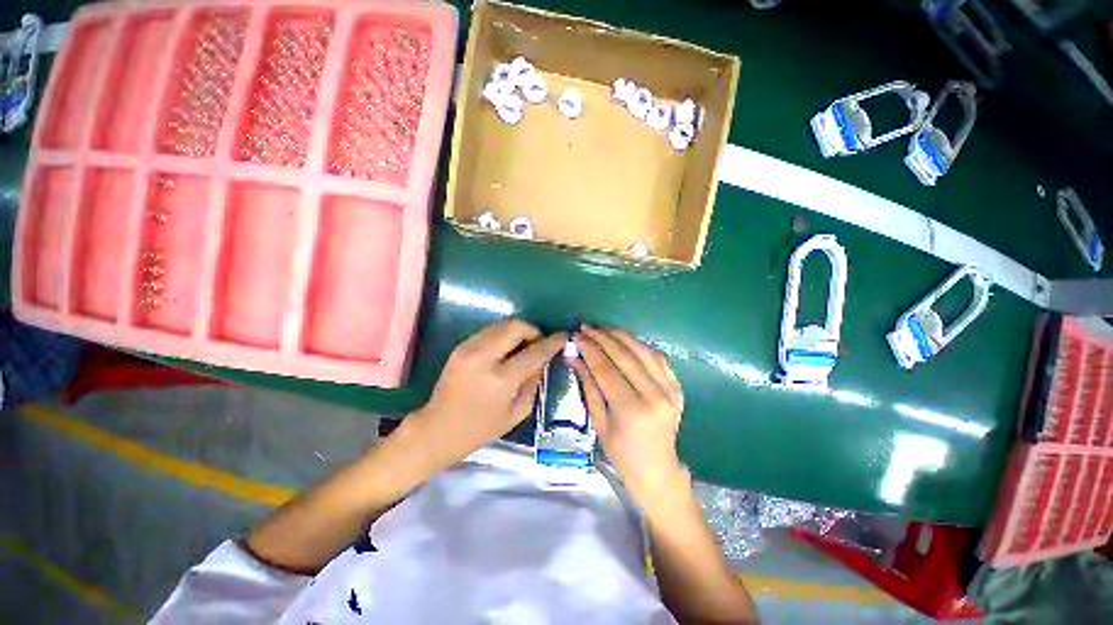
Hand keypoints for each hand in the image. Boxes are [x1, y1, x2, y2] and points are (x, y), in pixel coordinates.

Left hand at [411, 319, 566, 470]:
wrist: (437, 430)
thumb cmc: (480, 429)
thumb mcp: (517, 412)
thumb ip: (534, 382)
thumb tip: (543, 360)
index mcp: (501, 379)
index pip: (534, 351)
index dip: (552, 342)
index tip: (563, 336)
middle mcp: (484, 357)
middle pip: (516, 326)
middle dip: (533, 330)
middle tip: (538, 343)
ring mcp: (469, 348)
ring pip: (502, 324)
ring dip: (518, 331)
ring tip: (523, 346)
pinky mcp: (461, 346)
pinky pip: (490, 331)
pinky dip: (503, 335)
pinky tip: (505, 350)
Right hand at [572, 325, 686, 508]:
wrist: (658, 470)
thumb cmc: (622, 454)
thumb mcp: (599, 422)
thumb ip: (589, 386)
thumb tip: (574, 358)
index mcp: (632, 410)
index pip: (607, 370)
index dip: (590, 350)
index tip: (576, 336)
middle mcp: (654, 396)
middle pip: (625, 357)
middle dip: (602, 338)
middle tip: (586, 327)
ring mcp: (670, 390)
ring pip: (643, 352)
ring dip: (621, 336)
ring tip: (602, 329)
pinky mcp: (677, 388)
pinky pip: (659, 358)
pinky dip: (641, 345)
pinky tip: (626, 339)